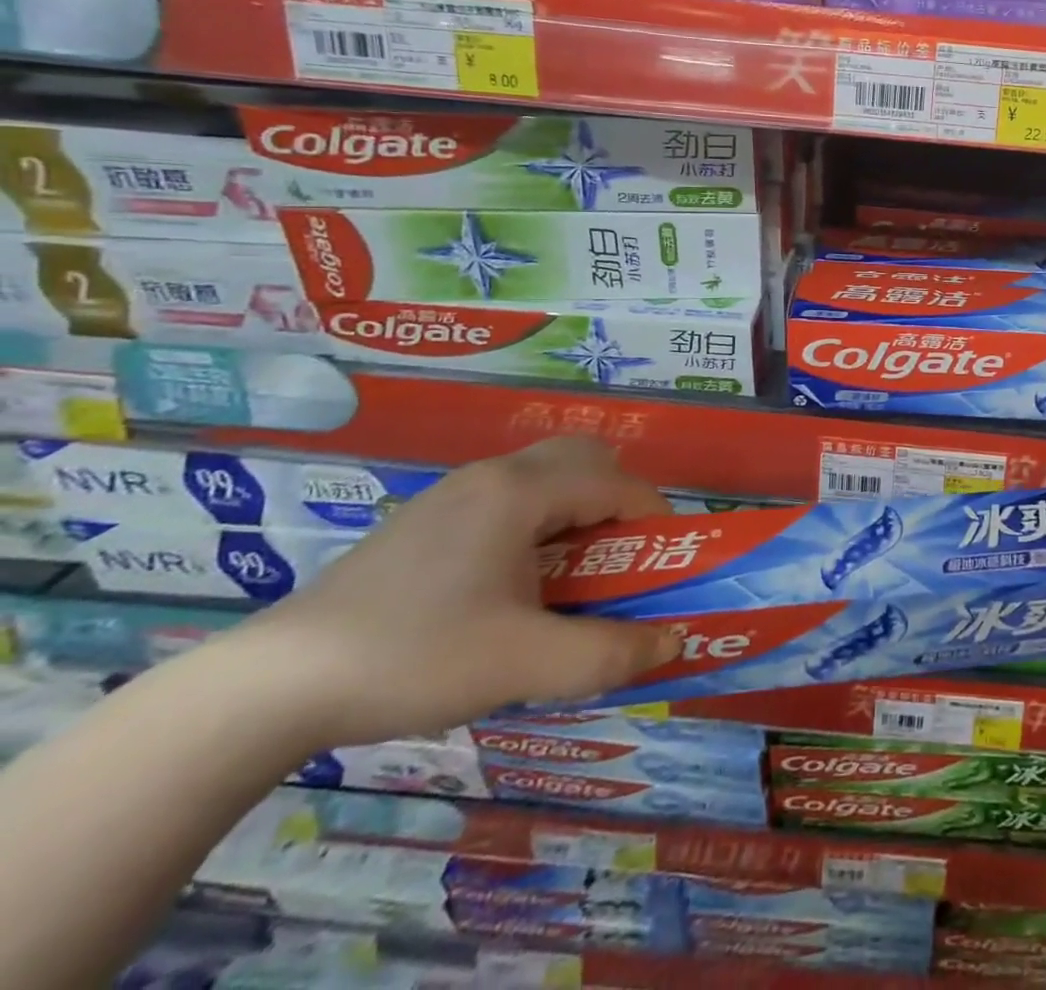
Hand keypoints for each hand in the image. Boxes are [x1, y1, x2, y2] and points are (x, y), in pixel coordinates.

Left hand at [237, 438, 682, 746]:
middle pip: (582, 458)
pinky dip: (537, 521)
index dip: (655, 516)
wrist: (270, 687)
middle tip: (622, 556)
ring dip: (576, 509)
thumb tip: (673, 642)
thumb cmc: (415, 657)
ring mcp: (451, 494)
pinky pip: (506, 498)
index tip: (670, 560)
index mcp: (521, 492)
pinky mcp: (423, 521)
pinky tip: (513, 584)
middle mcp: (491, 476)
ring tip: (573, 573)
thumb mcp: (524, 664)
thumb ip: (609, 653)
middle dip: (618, 498)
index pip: (617, 482)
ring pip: (542, 475)